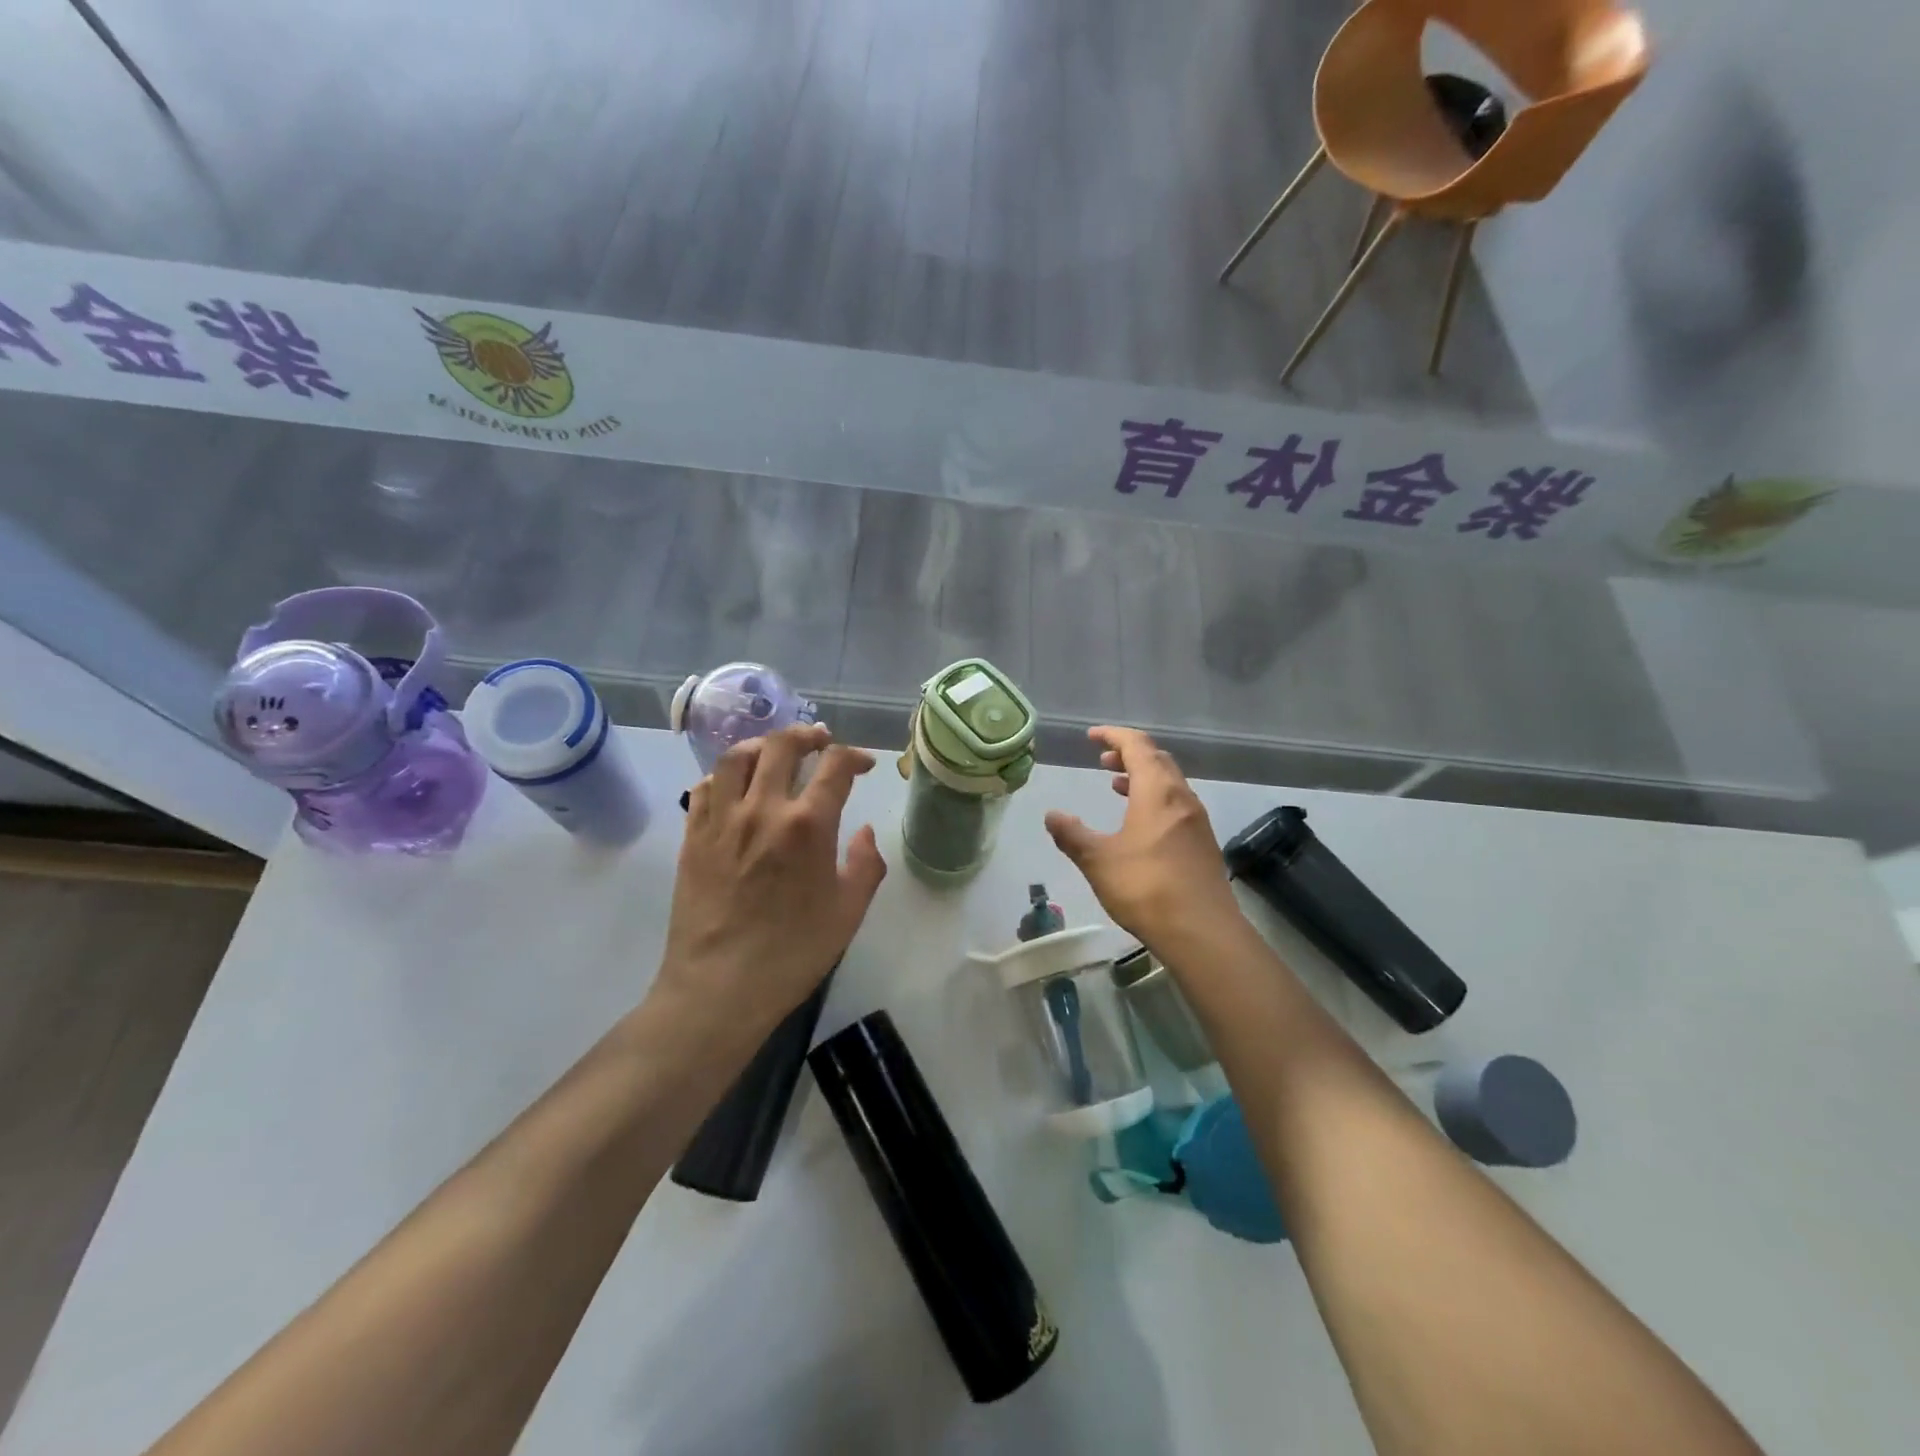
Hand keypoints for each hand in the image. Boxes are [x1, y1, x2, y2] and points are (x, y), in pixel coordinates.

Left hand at [653, 725, 886, 1042]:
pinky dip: (722, 776)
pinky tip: (734, 787)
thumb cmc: (793, 953)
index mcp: (807, 825)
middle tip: (820, 741)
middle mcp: (762, 809)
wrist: (720, 988)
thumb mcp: (849, 912)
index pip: (834, 766)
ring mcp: (721, 821)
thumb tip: (864, 832)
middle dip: (806, 735)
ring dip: (761, 746)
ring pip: (735, 758)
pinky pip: (703, 788)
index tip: (864, 765)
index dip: (854, 756)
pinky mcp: (692, 838)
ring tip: (774, 752)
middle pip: (781, 746)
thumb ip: (865, 864)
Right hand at [1044, 726, 1240, 947]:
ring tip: (1117, 784)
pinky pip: (1176, 804)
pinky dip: (1154, 798)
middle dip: (1129, 754)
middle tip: (1103, 759)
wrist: (1202, 932)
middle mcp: (1181, 798)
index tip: (1092, 736)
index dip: (1114, 736)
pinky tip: (1140, 822)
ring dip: (1143, 777)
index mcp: (1157, 792)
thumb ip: (1072, 835)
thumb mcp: (1098, 860)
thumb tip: (1051, 815)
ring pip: (1169, 783)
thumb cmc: (1146, 888)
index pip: (1137, 746)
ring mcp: (1196, 821)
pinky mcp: (1202, 843)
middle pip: (1157, 760)